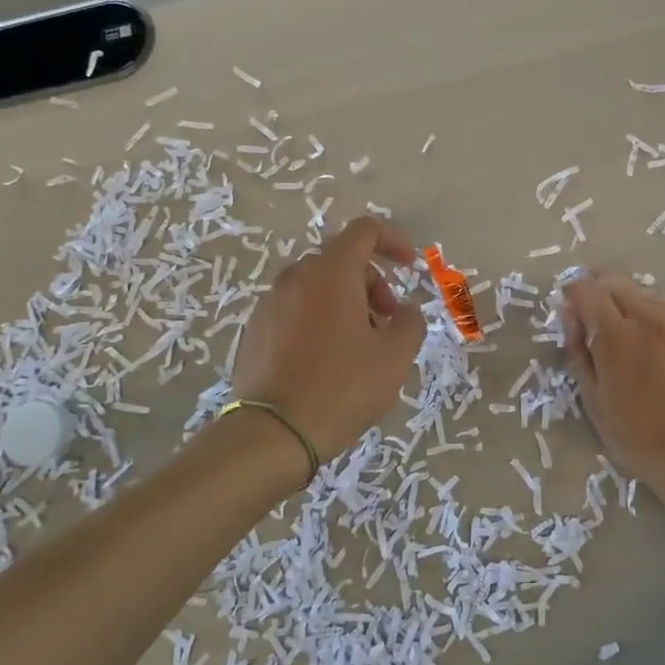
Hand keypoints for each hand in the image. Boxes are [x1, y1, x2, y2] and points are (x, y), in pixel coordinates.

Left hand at [232, 216, 425, 469]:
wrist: (273, 433)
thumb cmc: (342, 386)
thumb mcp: (395, 356)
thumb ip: (410, 322)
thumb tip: (404, 311)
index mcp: (330, 273)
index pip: (364, 231)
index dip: (393, 241)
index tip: (410, 267)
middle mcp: (295, 278)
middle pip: (341, 261)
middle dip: (372, 284)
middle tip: (387, 322)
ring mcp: (269, 304)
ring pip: (316, 287)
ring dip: (345, 304)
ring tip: (359, 347)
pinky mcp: (254, 331)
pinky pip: (295, 311)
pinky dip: (318, 320)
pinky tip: (327, 362)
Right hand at [562, 273, 664, 518]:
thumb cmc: (637, 437)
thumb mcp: (592, 398)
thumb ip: (577, 348)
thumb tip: (569, 312)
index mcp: (617, 337)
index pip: (585, 289)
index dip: (574, 297)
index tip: (575, 315)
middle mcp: (653, 316)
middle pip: (615, 283)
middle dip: (602, 299)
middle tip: (603, 329)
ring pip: (647, 294)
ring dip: (634, 309)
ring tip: (640, 344)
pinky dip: (663, 320)